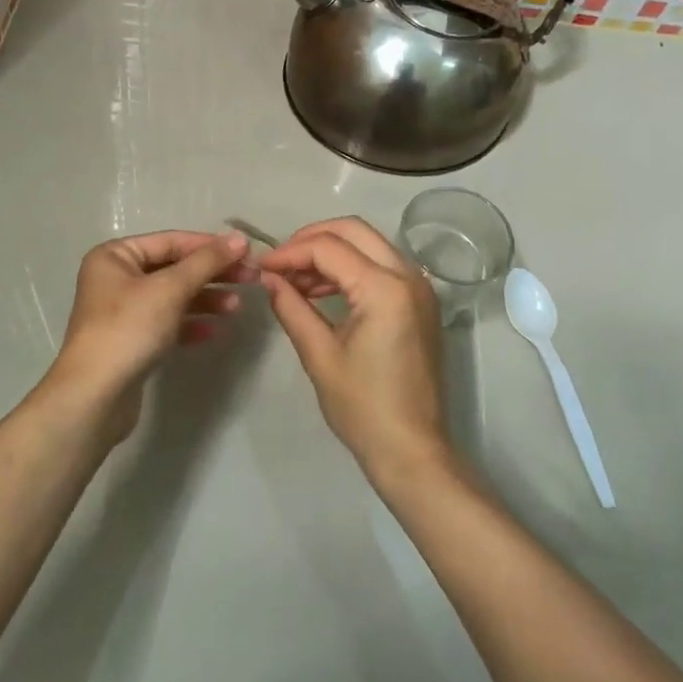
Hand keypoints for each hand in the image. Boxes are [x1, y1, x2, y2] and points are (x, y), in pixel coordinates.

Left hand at [41, 230, 252, 437]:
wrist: (95, 396)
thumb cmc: (129, 329)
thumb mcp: (170, 289)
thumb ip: (206, 261)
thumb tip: (240, 238)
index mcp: (115, 256)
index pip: (171, 242)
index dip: (210, 246)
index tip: (247, 253)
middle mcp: (115, 278)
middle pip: (173, 268)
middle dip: (212, 274)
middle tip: (251, 280)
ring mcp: (122, 312)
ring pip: (172, 297)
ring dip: (205, 299)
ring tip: (236, 308)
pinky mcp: (131, 341)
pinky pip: (167, 323)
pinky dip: (190, 324)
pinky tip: (214, 331)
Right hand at [258, 218, 448, 480]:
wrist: (412, 450)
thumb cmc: (363, 408)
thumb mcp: (319, 355)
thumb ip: (291, 307)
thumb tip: (268, 277)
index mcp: (384, 289)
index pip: (328, 248)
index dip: (290, 252)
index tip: (262, 267)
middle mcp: (408, 276)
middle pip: (353, 230)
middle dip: (311, 239)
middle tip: (280, 263)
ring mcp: (419, 287)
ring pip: (369, 243)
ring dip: (331, 252)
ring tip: (296, 281)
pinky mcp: (420, 302)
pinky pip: (381, 265)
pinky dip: (351, 267)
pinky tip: (322, 290)